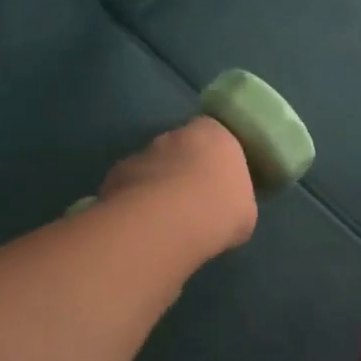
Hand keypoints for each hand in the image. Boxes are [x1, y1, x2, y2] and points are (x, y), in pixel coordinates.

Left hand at [99, 116, 257, 256]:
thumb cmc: (219, 210)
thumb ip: (235, 198)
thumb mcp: (245, 210)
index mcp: (214, 135)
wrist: (167, 223)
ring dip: (157, 186)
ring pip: (152, 167)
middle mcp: (175, 135)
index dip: (216, 159)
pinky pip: (129, 187)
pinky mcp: (115, 175)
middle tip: (192, 202)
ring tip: (164, 220)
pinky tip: (142, 226)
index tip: (219, 183)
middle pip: (181, 149)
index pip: (215, 136)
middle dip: (183, 170)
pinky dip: (134, 202)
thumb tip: (225, 206)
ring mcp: (141, 153)